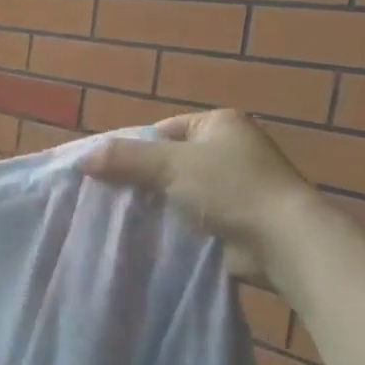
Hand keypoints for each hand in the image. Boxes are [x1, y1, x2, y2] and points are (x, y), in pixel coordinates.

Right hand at [80, 111, 316, 278]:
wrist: (281, 240)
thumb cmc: (229, 187)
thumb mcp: (171, 165)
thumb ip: (125, 158)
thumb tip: (82, 159)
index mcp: (219, 123)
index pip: (164, 130)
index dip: (134, 148)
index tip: (107, 172)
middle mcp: (230, 150)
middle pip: (171, 161)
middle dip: (144, 180)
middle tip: (110, 198)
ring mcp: (237, 186)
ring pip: (181, 192)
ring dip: (160, 206)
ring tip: (124, 220)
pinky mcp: (237, 220)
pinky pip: (195, 217)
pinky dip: (176, 225)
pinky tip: (151, 237)